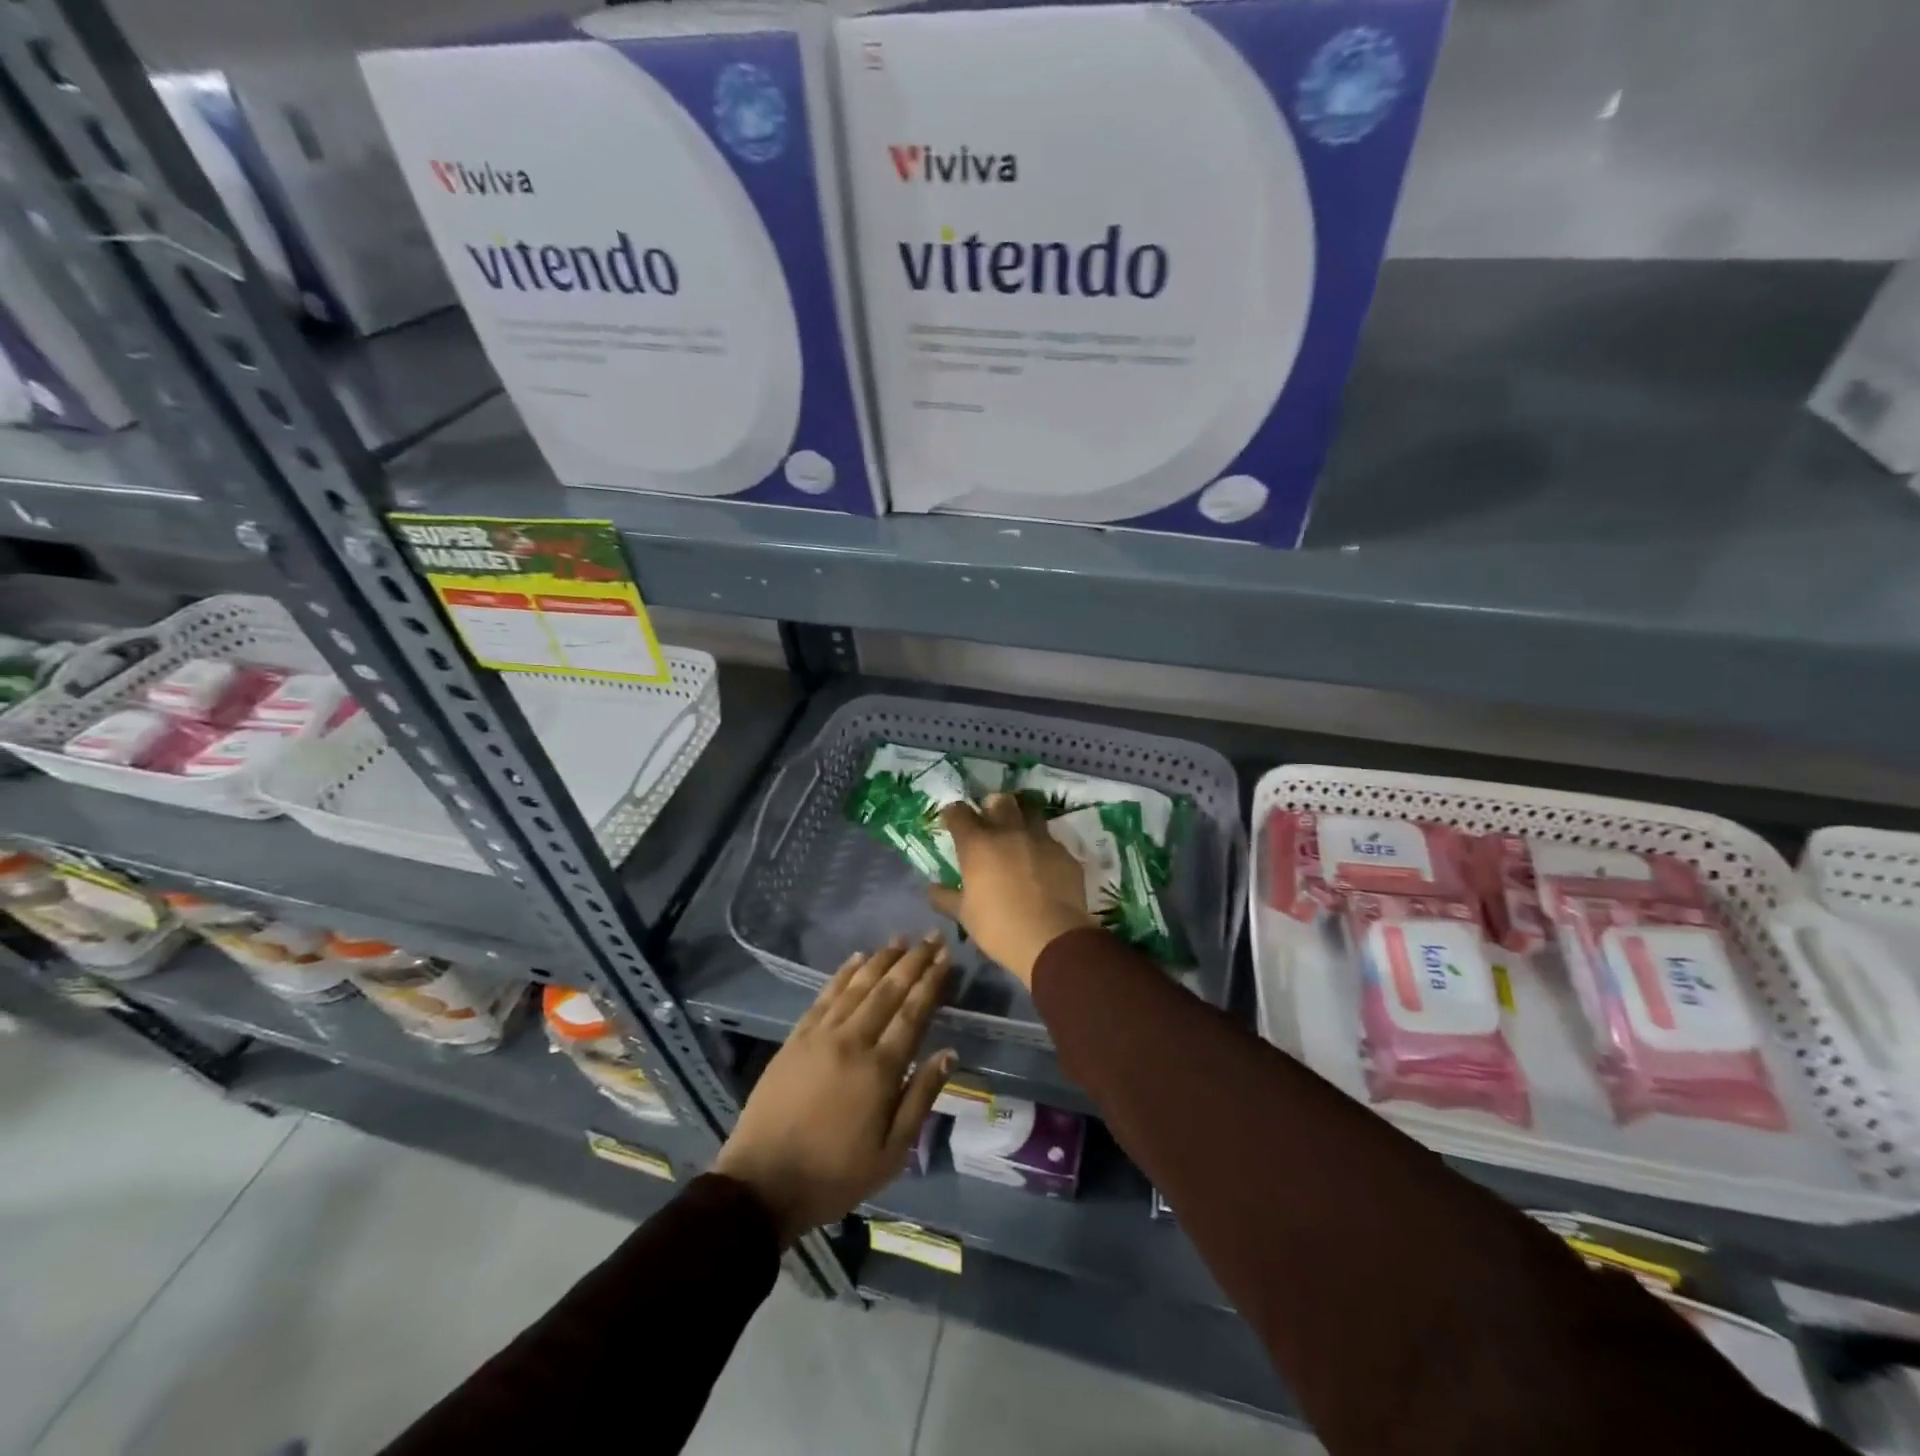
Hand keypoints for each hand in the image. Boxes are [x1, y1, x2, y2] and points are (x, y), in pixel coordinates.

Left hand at [713, 936, 954, 1245]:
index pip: (913, 1013)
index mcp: (880, 1070)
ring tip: (901, 939)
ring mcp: (820, 1035)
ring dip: (881, 959)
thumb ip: (921, 1098)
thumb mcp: (891, 1154)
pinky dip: (843, 974)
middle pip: (888, 990)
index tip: (947, 956)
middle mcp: (852, 1041)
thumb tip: (949, 1053)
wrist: (762, 1184)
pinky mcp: (796, 1038)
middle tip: (932, 936)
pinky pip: (824, 996)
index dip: (932, 982)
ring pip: (857, 986)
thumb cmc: (834, 1175)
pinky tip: (857, 959)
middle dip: (913, 961)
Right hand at [931, 794, 1095, 986]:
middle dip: (991, 806)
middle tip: (989, 821)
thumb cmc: (999, 927)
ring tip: (1018, 836)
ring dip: (1021, 819)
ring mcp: (1040, 839)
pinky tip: (1042, 865)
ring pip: (1030, 813)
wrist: (1052, 940)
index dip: (954, 814)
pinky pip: (1050, 841)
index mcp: (978, 844)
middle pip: (999, 801)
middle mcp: (1008, 832)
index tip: (952, 821)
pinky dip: (1042, 848)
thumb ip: (945, 897)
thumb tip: (931, 888)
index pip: (959, 812)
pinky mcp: (1064, 853)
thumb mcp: (964, 916)